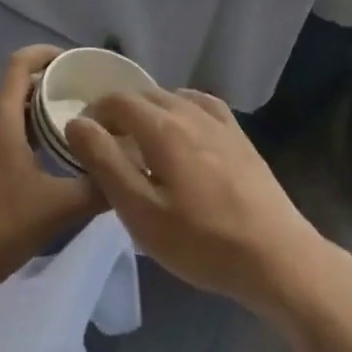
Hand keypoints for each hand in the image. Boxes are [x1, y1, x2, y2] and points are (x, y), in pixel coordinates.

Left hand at [0, 45, 103, 308]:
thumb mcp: (58, 209)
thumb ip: (97, 187)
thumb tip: (125, 169)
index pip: (19, 64)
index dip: (45, 54)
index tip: (71, 62)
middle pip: (14, 91)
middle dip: (47, 92)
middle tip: (80, 107)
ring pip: (2, 118)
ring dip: (30, 120)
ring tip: (62, 139)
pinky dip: (13, 141)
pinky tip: (32, 171)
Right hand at [65, 88, 329, 316]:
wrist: (275, 256)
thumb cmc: (201, 241)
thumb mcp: (141, 212)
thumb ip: (105, 163)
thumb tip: (76, 123)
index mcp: (162, 126)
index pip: (117, 100)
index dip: (94, 113)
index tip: (82, 140)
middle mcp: (190, 111)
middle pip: (144, 95)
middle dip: (119, 112)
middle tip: (107, 146)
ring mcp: (219, 121)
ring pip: (172, 97)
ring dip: (149, 111)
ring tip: (140, 143)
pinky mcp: (239, 135)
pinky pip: (201, 104)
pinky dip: (180, 109)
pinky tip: (182, 130)